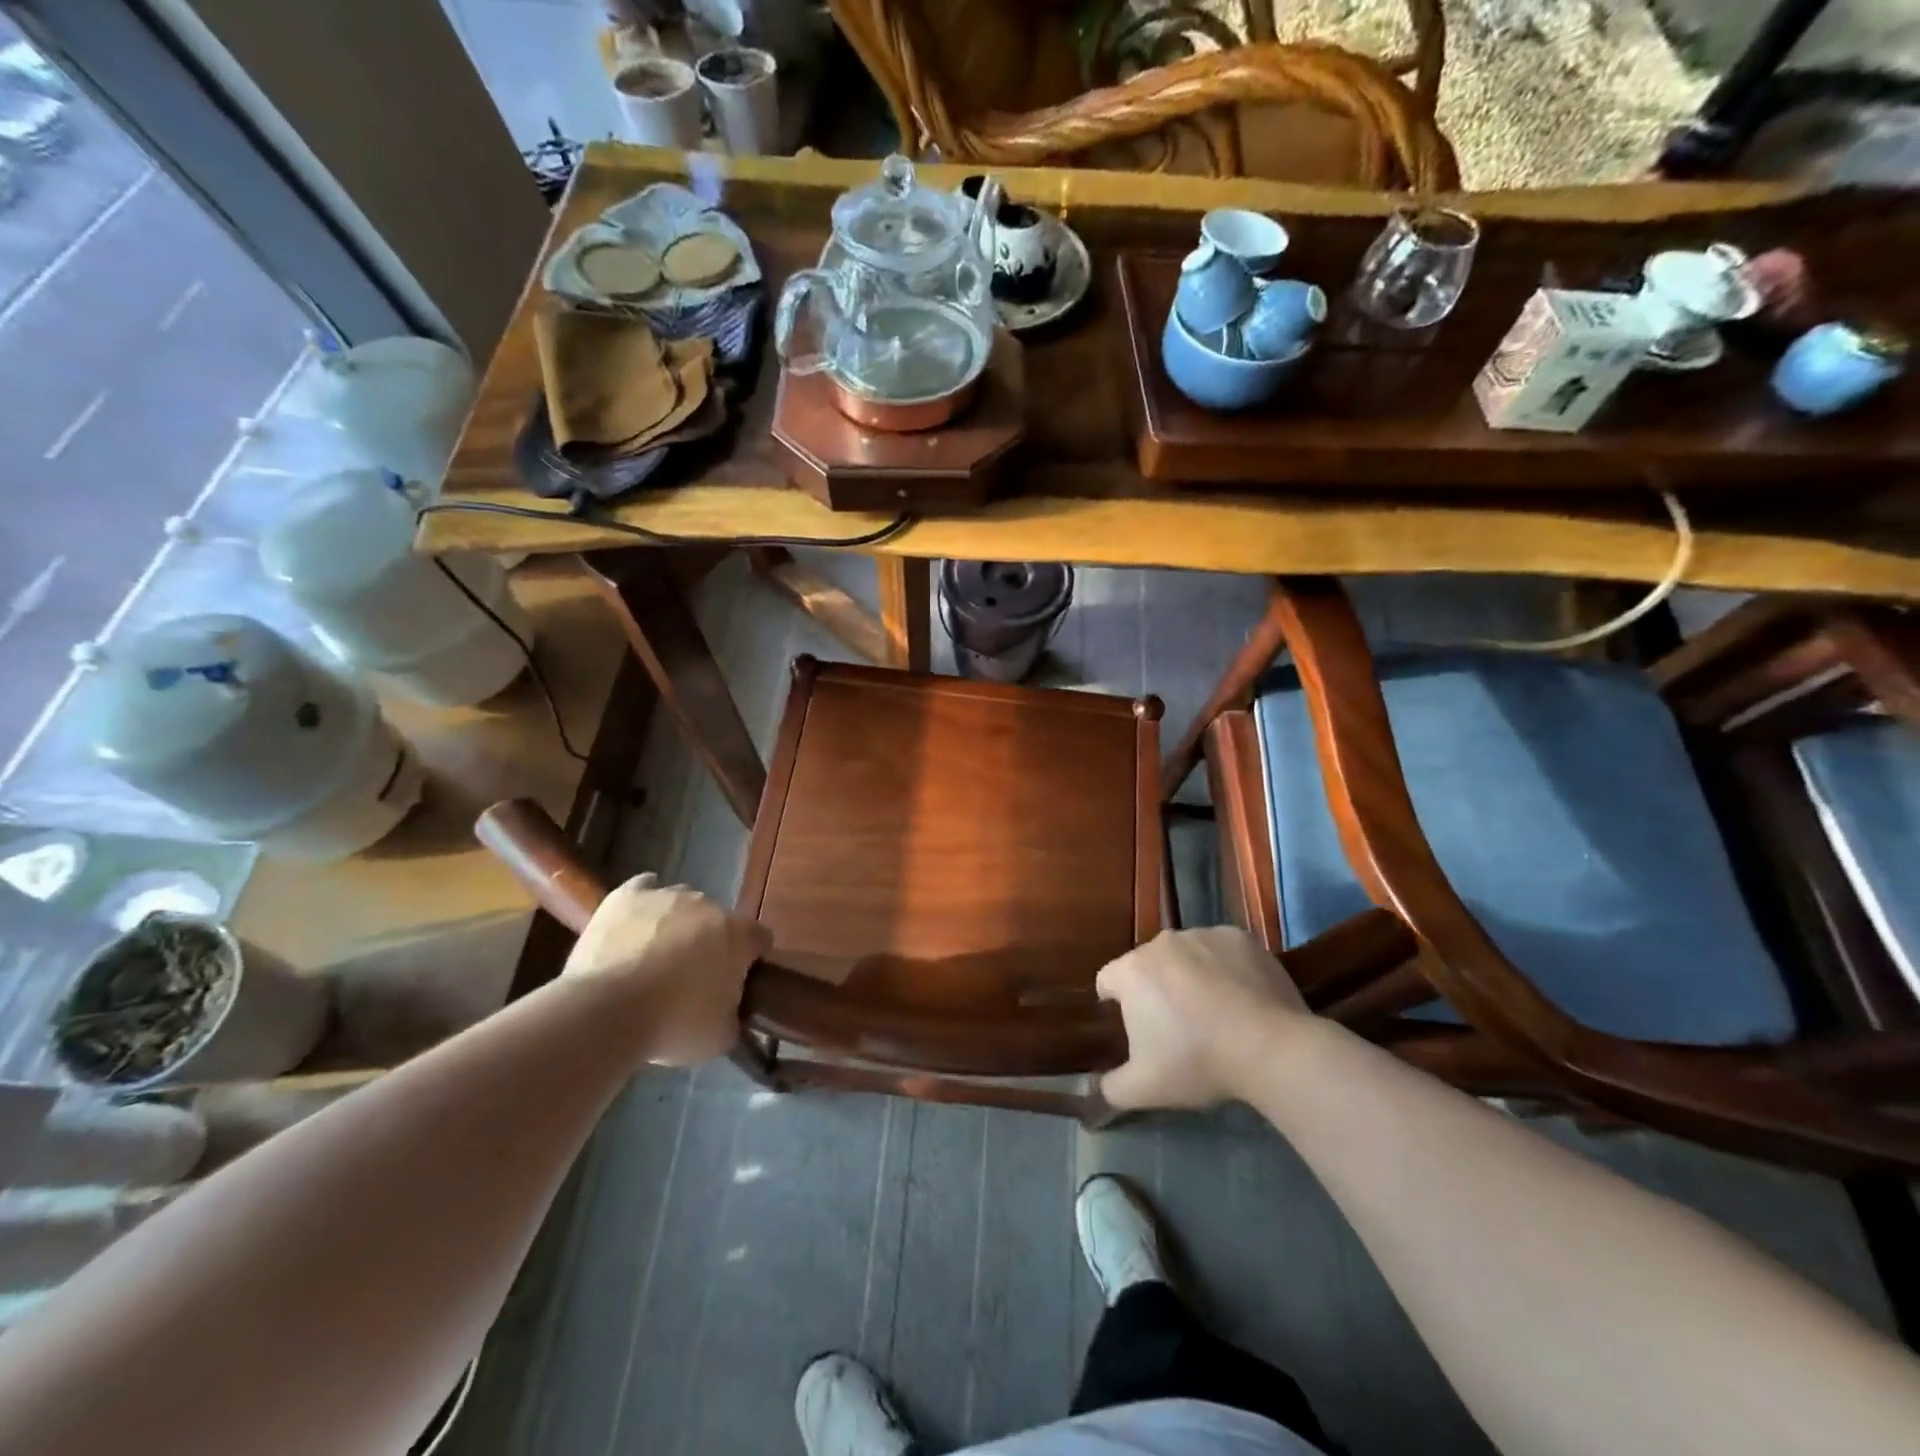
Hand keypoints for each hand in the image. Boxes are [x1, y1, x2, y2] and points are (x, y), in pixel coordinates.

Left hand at [563, 874, 771, 1065]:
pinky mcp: (627, 896)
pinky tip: (638, 920)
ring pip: (682, 904)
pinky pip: (644, 888)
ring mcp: (666, 896)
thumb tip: (729, 1013)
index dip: (750, 960)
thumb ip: (733, 1016)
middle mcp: (708, 905)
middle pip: (718, 920)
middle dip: (710, 943)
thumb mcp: (720, 1037)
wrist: (606, 1012)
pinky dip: (645, 902)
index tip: (737, 983)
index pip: (759, 938)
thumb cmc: (673, 1025)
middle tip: (692, 978)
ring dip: (677, 925)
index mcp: (738, 935)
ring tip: (654, 958)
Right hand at [1096, 926, 1309, 1109]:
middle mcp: (1162, 942)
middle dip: (1156, 990)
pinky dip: (1224, 968)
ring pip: (1185, 956)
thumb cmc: (1198, 1061)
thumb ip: (1111, 1088)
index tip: (1137, 1031)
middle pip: (1148, 965)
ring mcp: (1202, 935)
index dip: (1117, 1005)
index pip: (1108, 981)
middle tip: (1178, 1027)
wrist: (1270, 1048)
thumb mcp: (1145, 1089)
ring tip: (1215, 1013)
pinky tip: (1241, 998)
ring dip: (1190, 976)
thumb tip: (1098, 1087)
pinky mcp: (1238, 937)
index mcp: (1132, 971)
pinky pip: (1221, 951)